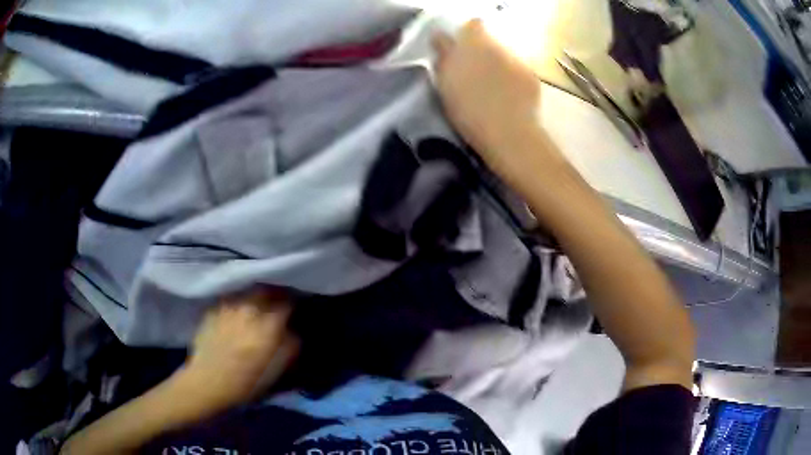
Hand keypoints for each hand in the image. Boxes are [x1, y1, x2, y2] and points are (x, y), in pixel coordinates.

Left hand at [181, 288, 298, 409]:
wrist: (208, 382)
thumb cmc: (247, 382)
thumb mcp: (278, 370)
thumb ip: (291, 345)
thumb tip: (293, 330)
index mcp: (268, 324)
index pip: (287, 302)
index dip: (293, 304)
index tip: (295, 309)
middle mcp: (249, 309)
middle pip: (266, 290)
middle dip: (274, 294)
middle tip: (277, 304)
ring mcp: (228, 306)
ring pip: (247, 293)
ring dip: (255, 298)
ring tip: (256, 307)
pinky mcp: (212, 309)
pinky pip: (230, 300)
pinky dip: (237, 304)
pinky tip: (235, 316)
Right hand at [432, 20, 560, 179]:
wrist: (507, 133)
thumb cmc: (468, 110)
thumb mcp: (445, 84)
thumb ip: (443, 57)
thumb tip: (441, 40)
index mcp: (474, 44)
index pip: (473, 25)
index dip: (466, 34)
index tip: (460, 49)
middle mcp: (499, 46)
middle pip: (490, 40)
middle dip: (482, 51)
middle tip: (475, 73)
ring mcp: (518, 61)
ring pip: (504, 56)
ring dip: (497, 65)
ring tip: (493, 89)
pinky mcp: (532, 76)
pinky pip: (518, 71)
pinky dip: (513, 79)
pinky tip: (510, 97)